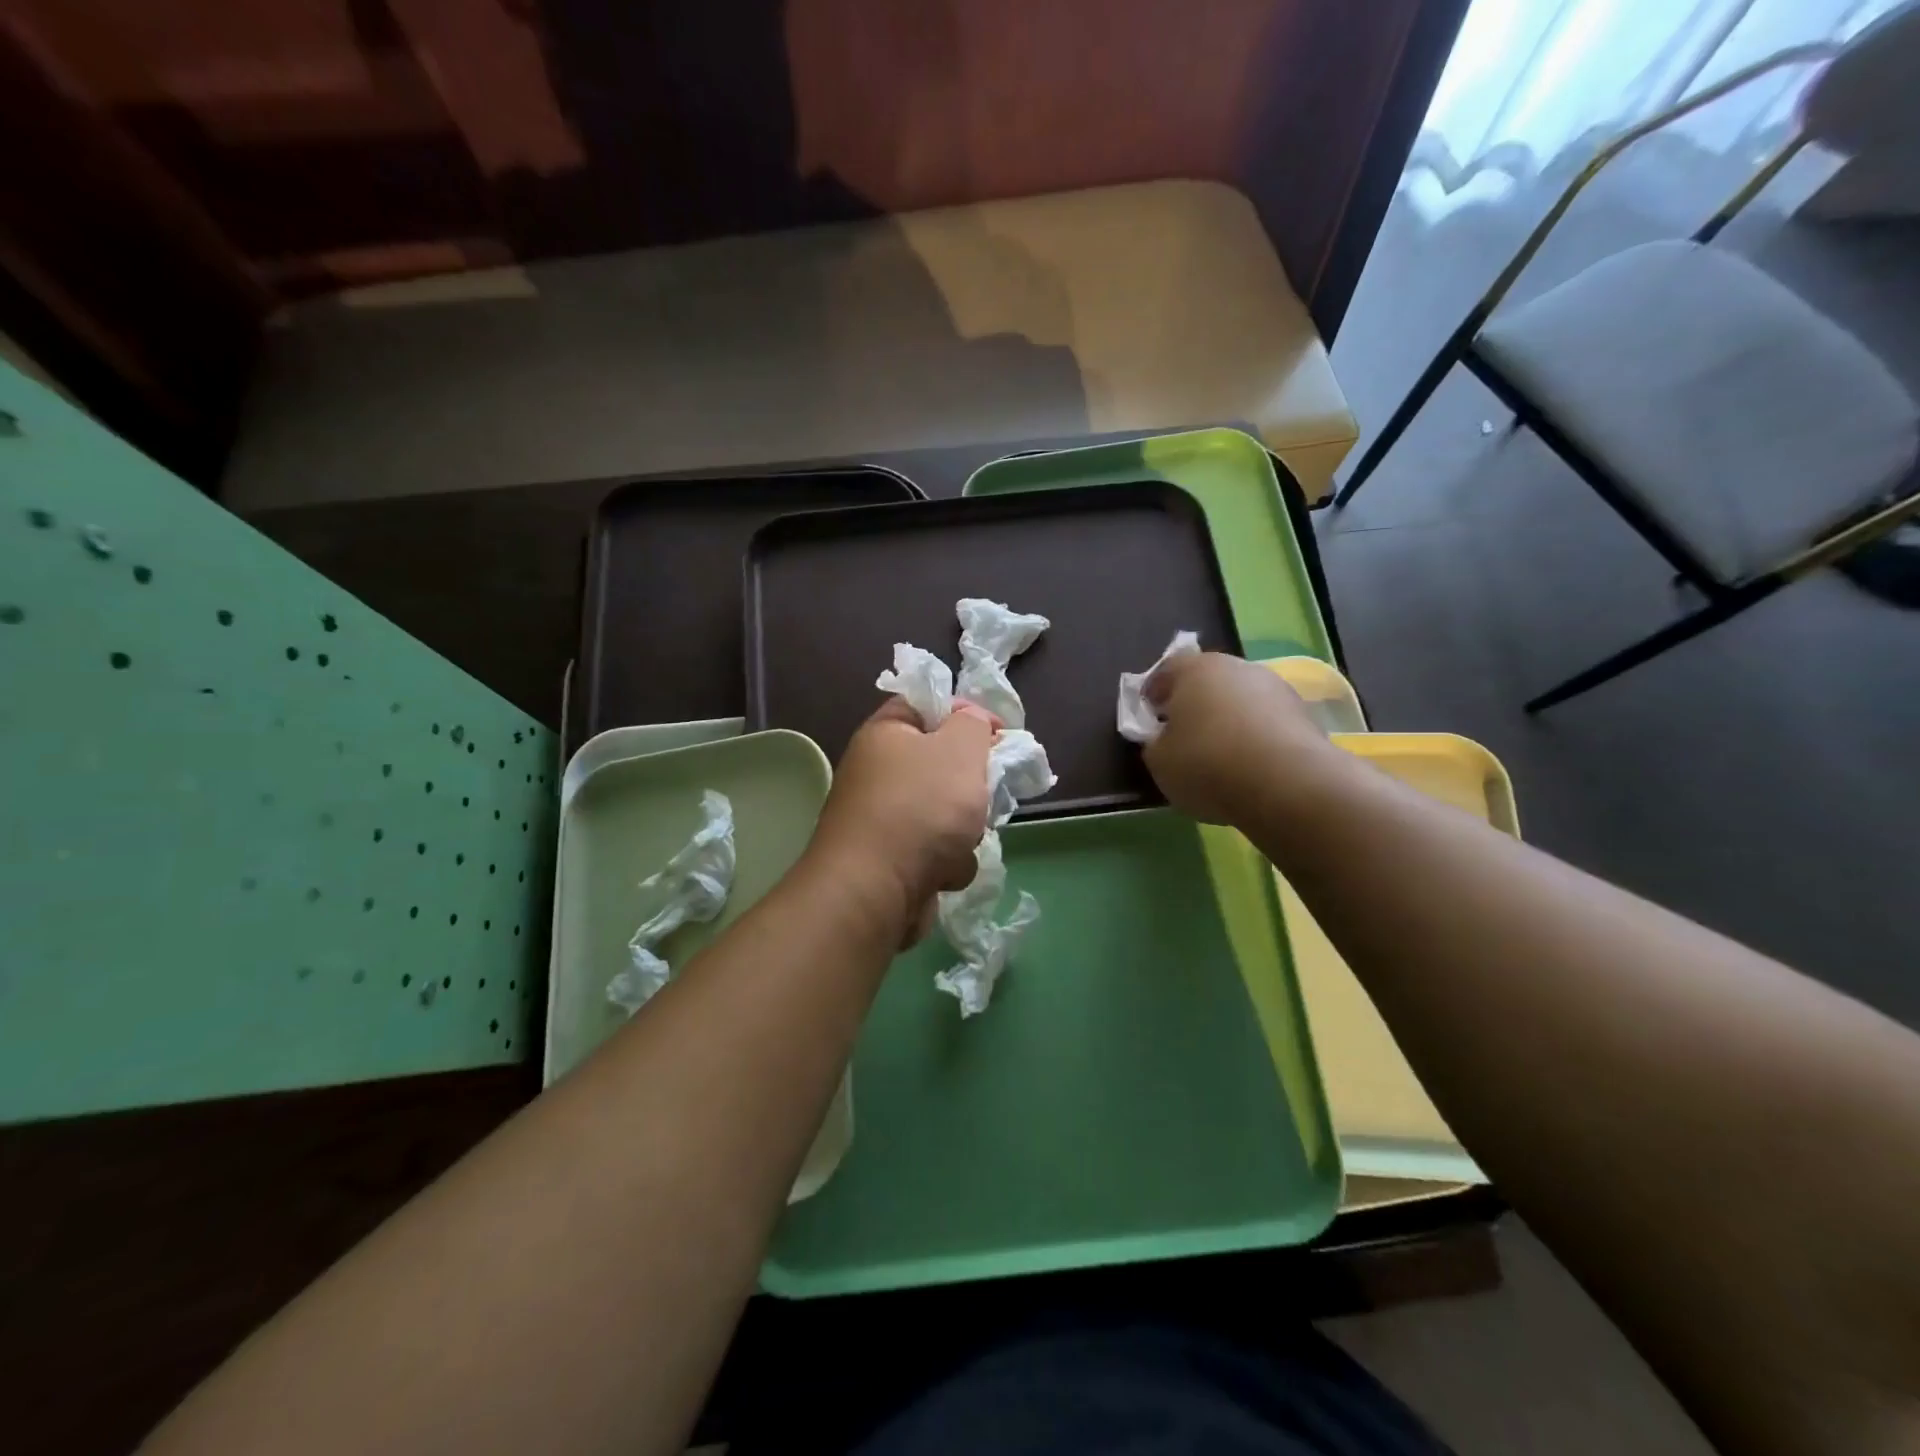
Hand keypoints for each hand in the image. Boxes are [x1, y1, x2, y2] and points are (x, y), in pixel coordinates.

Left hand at [807, 697, 997, 940]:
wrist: (875, 891)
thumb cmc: (920, 808)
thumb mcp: (960, 748)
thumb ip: (973, 724)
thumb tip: (971, 722)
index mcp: (884, 734)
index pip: (927, 705)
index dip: (966, 713)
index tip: (999, 734)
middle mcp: (877, 772)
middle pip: (941, 764)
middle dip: (970, 784)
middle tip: (984, 792)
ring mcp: (883, 820)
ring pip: (946, 812)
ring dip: (964, 829)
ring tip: (962, 840)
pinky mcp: (892, 861)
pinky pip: (936, 851)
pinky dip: (947, 862)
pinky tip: (945, 872)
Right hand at [1142, 653, 1337, 825]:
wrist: (1287, 784)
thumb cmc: (1207, 764)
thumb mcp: (1159, 761)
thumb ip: (1155, 742)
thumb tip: (1163, 737)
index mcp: (1195, 669)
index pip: (1166, 670)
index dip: (1154, 694)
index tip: (1149, 716)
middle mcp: (1236, 667)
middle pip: (1207, 681)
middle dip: (1194, 703)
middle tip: (1183, 734)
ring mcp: (1275, 687)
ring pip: (1240, 699)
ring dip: (1228, 719)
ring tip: (1220, 753)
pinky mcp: (1303, 713)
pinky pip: (1266, 721)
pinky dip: (1255, 736)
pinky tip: (1249, 763)